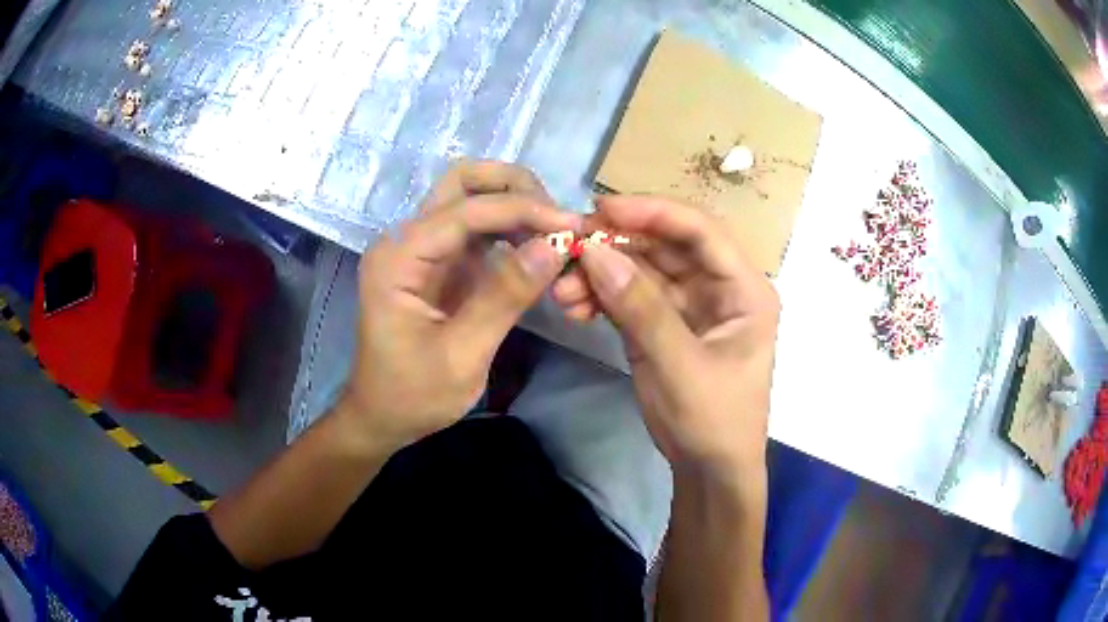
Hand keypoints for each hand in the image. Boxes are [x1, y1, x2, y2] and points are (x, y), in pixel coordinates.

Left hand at [338, 161, 578, 452]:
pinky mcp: (438, 263)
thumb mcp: (462, 355)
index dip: (523, 211)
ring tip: (556, 235)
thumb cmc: (412, 395)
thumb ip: (505, 296)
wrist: (382, 416)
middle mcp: (406, 241)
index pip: (466, 210)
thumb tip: (555, 246)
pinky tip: (538, 248)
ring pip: (472, 198)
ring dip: (516, 206)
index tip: (573, 228)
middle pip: (462, 183)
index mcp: (398, 258)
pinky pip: (478, 229)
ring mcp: (422, 248)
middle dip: (515, 190)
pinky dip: (511, 229)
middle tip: (558, 221)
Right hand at [553, 195, 779, 481]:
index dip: (654, 213)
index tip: (603, 210)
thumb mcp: (679, 367)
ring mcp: (690, 304)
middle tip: (568, 248)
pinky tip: (575, 306)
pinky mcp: (664, 323)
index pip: (702, 231)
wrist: (709, 471)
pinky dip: (602, 297)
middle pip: (666, 246)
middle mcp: (720, 287)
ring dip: (602, 274)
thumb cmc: (713, 421)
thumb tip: (594, 252)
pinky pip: (631, 296)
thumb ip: (640, 308)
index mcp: (745, 289)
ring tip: (563, 291)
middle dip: (617, 246)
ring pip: (643, 270)